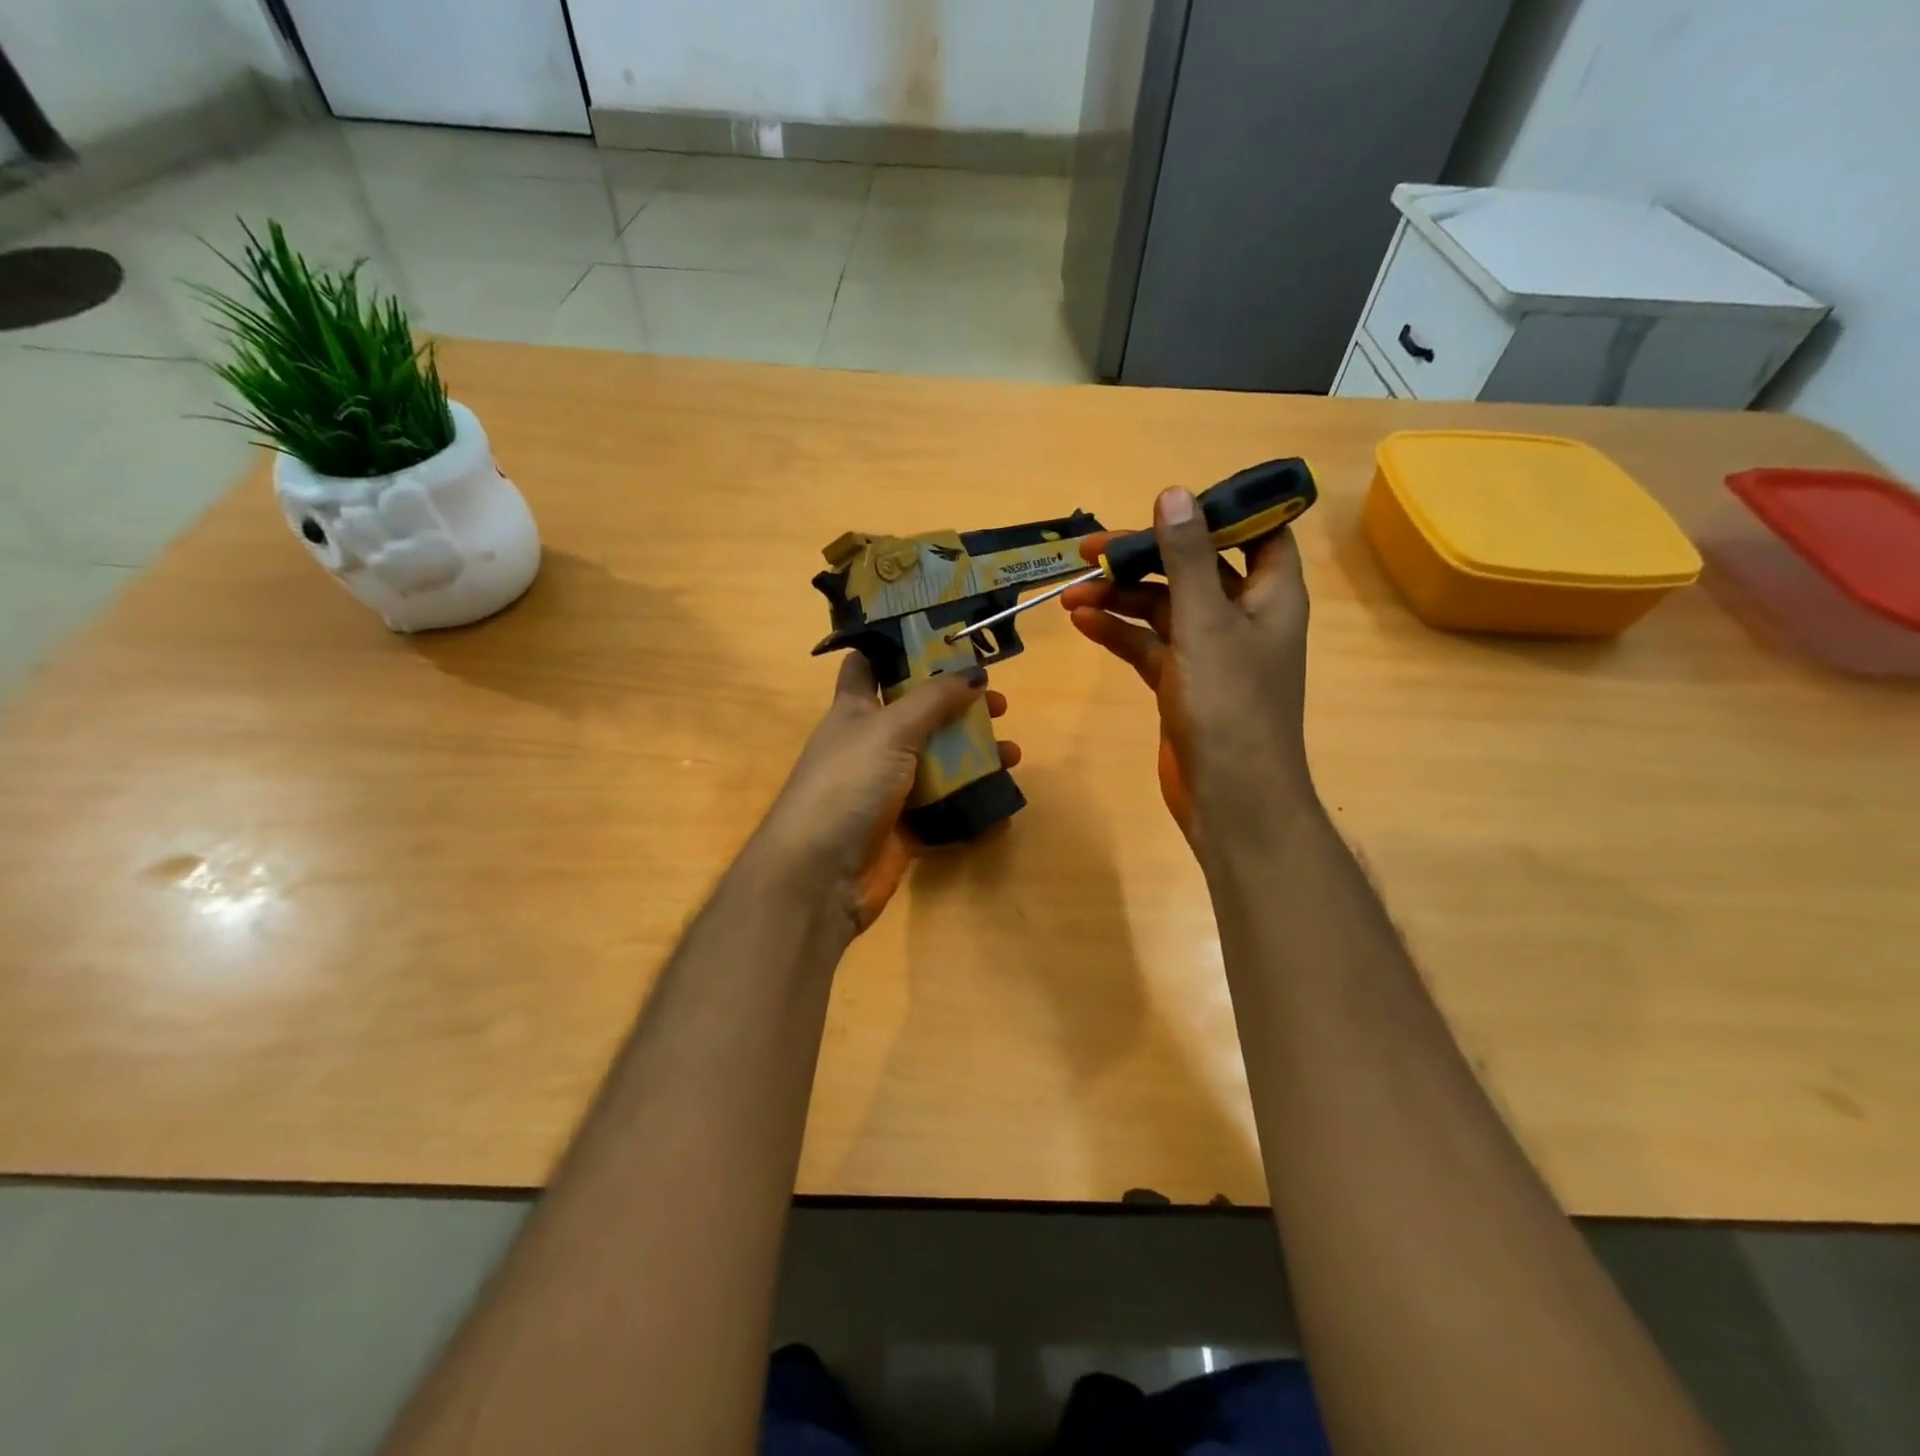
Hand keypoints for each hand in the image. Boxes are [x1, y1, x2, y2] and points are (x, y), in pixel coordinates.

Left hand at [754, 657, 1018, 933]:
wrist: (821, 874)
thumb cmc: (848, 784)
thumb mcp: (890, 729)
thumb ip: (933, 699)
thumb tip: (975, 672)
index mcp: (854, 710)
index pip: (867, 666)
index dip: (897, 649)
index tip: (939, 638)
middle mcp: (870, 745)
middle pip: (919, 716)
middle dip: (958, 707)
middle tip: (998, 704)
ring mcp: (887, 789)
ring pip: (938, 763)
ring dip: (975, 756)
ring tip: (1013, 754)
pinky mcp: (903, 828)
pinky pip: (945, 809)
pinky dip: (972, 804)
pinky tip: (1003, 799)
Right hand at [1061, 486, 1312, 850]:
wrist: (1229, 798)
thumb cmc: (1230, 706)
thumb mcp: (1206, 624)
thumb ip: (1187, 559)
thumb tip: (1174, 493)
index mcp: (1269, 594)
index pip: (1257, 533)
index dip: (1221, 512)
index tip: (1170, 503)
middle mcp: (1242, 617)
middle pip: (1193, 568)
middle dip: (1144, 556)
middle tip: (1091, 550)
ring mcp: (1209, 652)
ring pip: (1163, 608)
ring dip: (1120, 597)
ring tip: (1072, 592)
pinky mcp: (1181, 682)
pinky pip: (1147, 644)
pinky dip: (1118, 632)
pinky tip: (1082, 622)